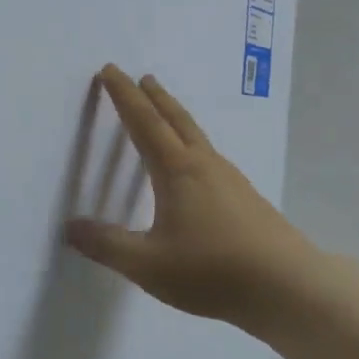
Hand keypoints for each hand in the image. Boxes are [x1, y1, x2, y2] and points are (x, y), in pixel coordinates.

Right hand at [64, 65, 324, 334]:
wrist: (288, 287)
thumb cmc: (211, 270)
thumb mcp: (146, 264)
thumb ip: (106, 245)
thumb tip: (69, 227)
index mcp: (177, 172)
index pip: (144, 123)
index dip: (124, 96)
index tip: (110, 71)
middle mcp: (205, 166)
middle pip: (176, 120)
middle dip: (155, 97)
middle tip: (142, 78)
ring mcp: (231, 181)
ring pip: (197, 138)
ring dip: (177, 119)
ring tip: (166, 115)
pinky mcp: (247, 200)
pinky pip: (211, 158)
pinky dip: (193, 145)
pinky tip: (197, 168)